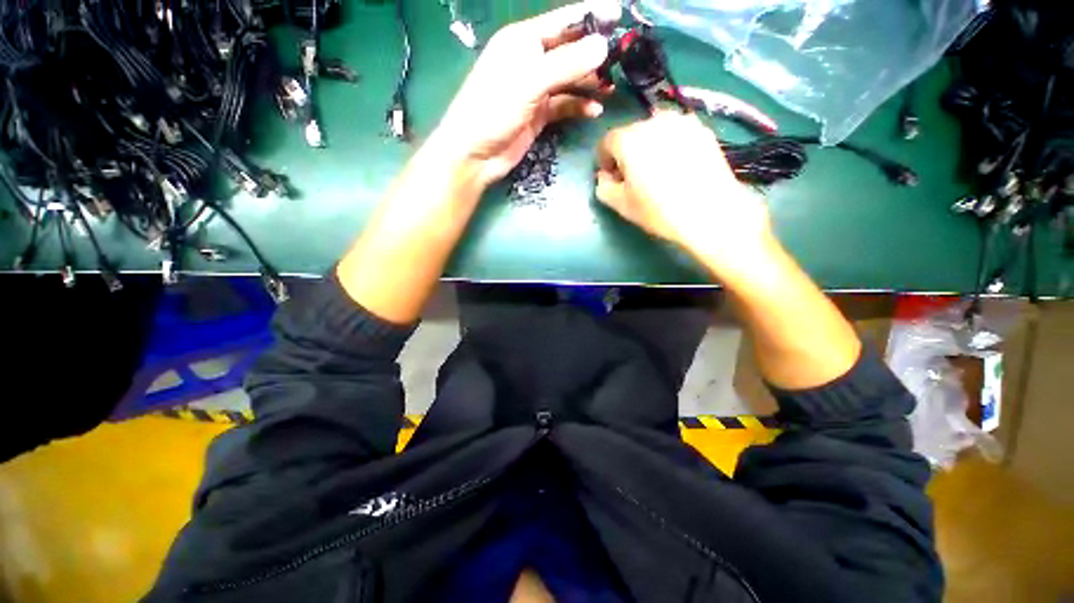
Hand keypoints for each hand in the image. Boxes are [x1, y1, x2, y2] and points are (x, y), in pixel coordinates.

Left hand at [433, 0, 620, 187]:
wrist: (475, 154)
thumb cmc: (494, 110)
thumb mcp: (529, 82)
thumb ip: (566, 64)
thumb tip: (603, 46)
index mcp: (524, 41)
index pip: (563, 21)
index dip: (591, 15)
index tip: (620, 14)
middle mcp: (531, 61)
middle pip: (569, 51)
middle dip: (594, 55)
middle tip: (622, 61)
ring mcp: (535, 90)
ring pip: (569, 80)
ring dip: (589, 83)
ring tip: (611, 88)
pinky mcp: (539, 114)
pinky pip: (564, 105)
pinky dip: (578, 107)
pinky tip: (593, 111)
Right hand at [595, 112, 774, 279]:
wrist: (710, 213)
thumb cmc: (659, 211)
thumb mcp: (620, 205)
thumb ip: (603, 186)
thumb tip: (604, 176)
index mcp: (629, 139)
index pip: (606, 142)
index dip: (604, 160)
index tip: (611, 177)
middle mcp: (654, 122)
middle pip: (631, 133)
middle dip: (626, 153)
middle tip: (633, 177)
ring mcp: (681, 122)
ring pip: (654, 131)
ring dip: (648, 147)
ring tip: (657, 170)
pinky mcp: (702, 130)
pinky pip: (676, 134)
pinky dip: (670, 145)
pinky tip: (677, 167)